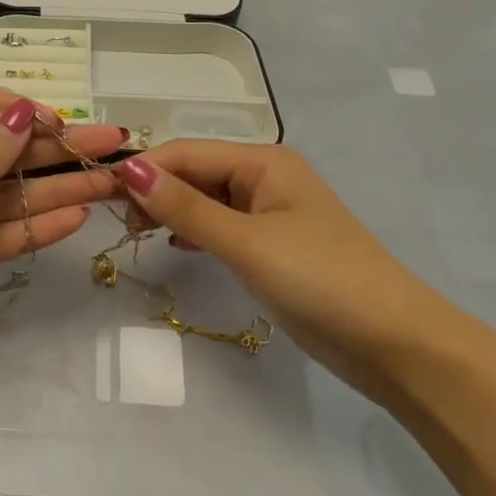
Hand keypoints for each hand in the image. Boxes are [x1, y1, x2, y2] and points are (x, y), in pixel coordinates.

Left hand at [0, 86, 122, 396]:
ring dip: (56, 191)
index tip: (59, 123)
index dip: (16, 109)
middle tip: (113, 147)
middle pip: (1, 154)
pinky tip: (75, 220)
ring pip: (7, 198)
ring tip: (110, 185)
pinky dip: (34, 229)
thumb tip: (25, 111)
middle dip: (55, 151)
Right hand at [113, 143, 429, 388]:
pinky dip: (196, 232)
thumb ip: (186, 208)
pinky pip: (223, 226)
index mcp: (264, 162)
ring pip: (208, 200)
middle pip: (197, 172)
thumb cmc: (320, 280)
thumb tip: (130, 169)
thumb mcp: (246, 242)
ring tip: (138, 234)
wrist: (395, 343)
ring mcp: (272, 214)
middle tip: (120, 224)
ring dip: (173, 211)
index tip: (100, 194)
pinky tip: (177, 247)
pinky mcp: (274, 247)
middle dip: (157, 190)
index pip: (188, 152)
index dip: (144, 169)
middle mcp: (266, 178)